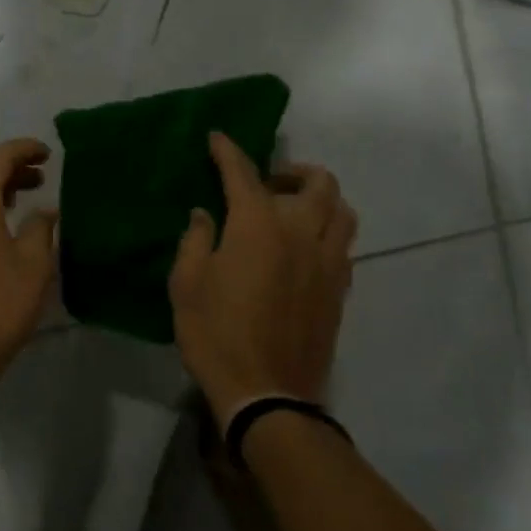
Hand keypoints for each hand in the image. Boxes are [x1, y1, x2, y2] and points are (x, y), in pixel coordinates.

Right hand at [169, 132, 357, 434]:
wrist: (267, 391)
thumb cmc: (216, 334)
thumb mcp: (186, 284)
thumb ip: (195, 240)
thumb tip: (205, 214)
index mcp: (258, 226)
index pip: (244, 174)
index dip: (228, 151)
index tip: (218, 138)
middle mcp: (302, 232)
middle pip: (316, 182)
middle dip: (291, 170)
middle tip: (267, 182)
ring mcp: (328, 261)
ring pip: (342, 209)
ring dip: (320, 197)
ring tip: (295, 208)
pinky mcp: (340, 288)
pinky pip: (344, 243)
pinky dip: (328, 229)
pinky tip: (305, 247)